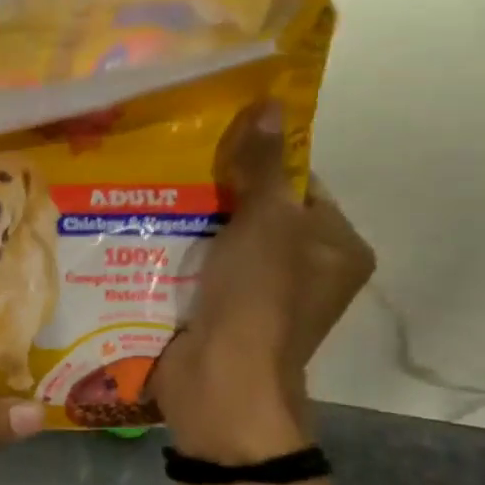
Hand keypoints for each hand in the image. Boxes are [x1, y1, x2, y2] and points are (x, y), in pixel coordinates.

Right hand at [151, 106, 375, 463]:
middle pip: (262, 214)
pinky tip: (146, 231)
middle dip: (221, 192)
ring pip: (227, 243)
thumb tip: (271, 103)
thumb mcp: (265, 220)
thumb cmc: (258, 296)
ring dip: (195, 222)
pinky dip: (181, 253)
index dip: (264, 162)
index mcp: (338, 248)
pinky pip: (204, 270)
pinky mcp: (225, 314)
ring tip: (153, 189)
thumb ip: (264, 165)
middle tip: (178, 163)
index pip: (304, 187)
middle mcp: (308, 273)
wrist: (221, 381)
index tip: (218, 142)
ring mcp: (264, 298)